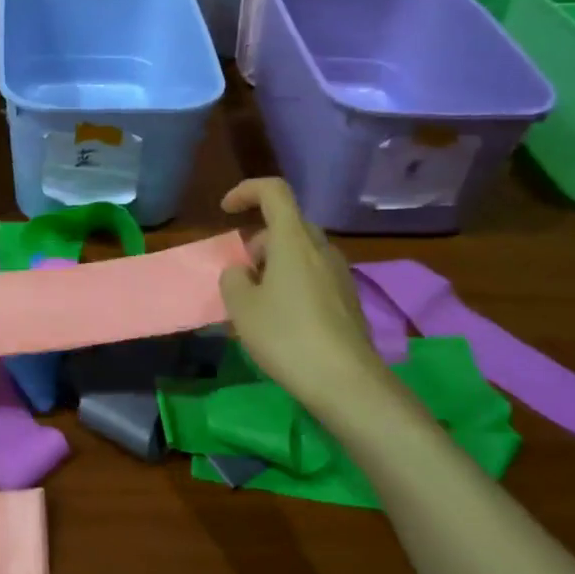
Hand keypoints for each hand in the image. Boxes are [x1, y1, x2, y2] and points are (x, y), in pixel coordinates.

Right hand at [218, 178, 394, 424]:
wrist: (346, 382)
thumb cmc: (286, 336)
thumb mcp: (241, 307)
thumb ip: (233, 279)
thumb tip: (241, 272)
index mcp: (293, 240)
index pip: (273, 191)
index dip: (246, 191)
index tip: (225, 211)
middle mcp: (321, 249)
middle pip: (287, 225)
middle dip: (258, 242)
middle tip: (239, 273)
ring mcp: (340, 274)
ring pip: (301, 253)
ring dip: (274, 265)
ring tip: (256, 302)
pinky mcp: (348, 299)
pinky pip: (314, 276)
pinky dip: (292, 284)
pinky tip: (281, 320)